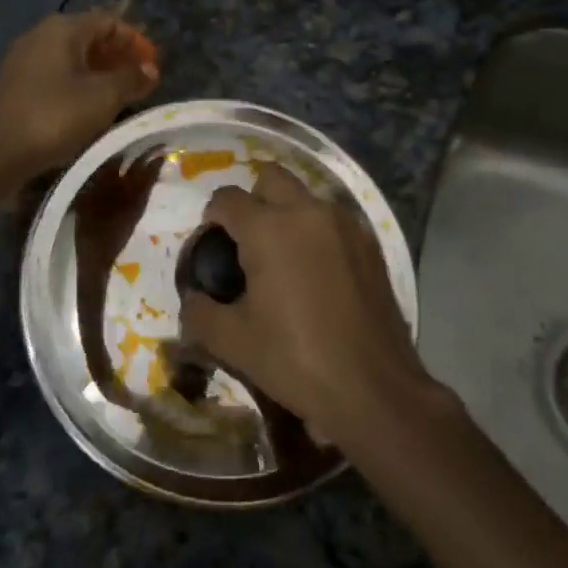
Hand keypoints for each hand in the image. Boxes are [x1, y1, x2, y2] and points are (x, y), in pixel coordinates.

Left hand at [0, 12, 159, 177]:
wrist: (0, 150)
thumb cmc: (57, 115)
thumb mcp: (103, 97)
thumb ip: (131, 78)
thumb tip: (150, 69)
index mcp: (63, 28)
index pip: (109, 21)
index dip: (135, 40)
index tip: (152, 64)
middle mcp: (40, 34)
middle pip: (88, 36)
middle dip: (117, 56)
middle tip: (138, 79)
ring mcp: (23, 57)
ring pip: (70, 56)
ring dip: (97, 70)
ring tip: (118, 94)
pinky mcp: (14, 82)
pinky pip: (54, 72)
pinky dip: (76, 81)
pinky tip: (87, 104)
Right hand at [180, 165, 427, 444]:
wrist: (375, 389)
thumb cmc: (296, 360)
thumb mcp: (234, 342)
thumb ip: (200, 314)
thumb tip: (192, 299)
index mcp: (268, 229)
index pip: (227, 199)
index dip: (212, 217)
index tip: (212, 243)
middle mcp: (307, 212)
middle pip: (270, 178)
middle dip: (252, 198)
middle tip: (246, 239)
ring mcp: (344, 225)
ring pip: (305, 196)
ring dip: (287, 212)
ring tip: (281, 256)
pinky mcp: (370, 244)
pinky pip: (332, 220)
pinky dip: (316, 231)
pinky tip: (315, 271)